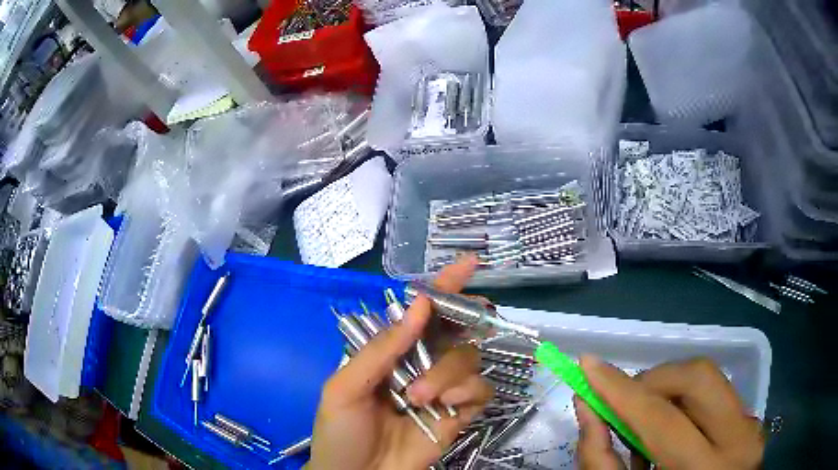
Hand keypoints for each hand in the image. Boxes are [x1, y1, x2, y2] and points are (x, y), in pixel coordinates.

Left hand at [307, 256, 493, 469]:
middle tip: (473, 314)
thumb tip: (421, 303)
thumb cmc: (340, 431)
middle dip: (466, 317)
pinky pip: (480, 390)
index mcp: (390, 352)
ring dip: (448, 371)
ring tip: (419, 397)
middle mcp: (420, 364)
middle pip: (456, 328)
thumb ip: (382, 349)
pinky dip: (467, 391)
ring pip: (469, 358)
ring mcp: (442, 389)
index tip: (469, 263)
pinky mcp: (458, 414)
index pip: (420, 313)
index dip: (444, 286)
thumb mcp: (346, 388)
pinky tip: (446, 406)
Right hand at [575, 356, 763, 469]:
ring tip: (647, 424)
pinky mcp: (752, 419)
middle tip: (626, 400)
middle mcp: (738, 439)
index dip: (622, 391)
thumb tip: (586, 403)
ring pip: (709, 379)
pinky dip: (685, 402)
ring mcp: (750, 425)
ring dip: (668, 390)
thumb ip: (601, 457)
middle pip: (698, 377)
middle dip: (653, 380)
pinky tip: (672, 431)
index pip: (662, 419)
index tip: (588, 364)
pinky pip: (716, 393)